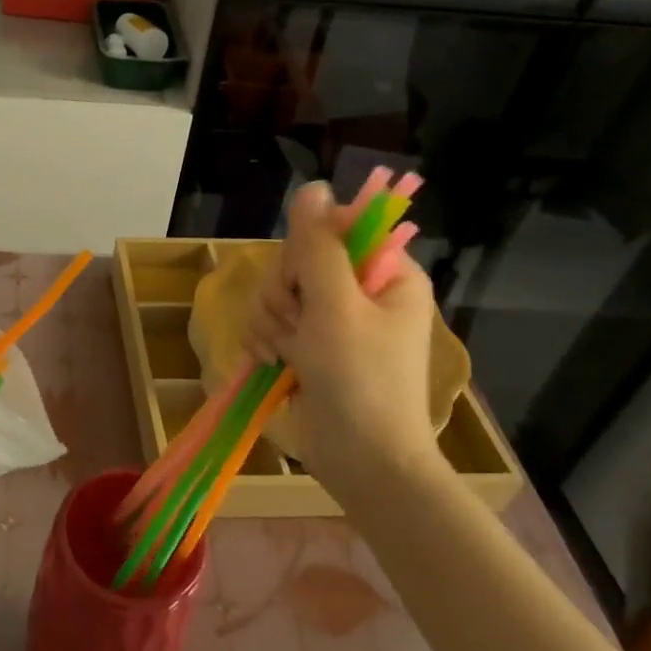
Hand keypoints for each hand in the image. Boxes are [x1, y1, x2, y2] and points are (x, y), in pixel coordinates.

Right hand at [244, 182, 438, 491]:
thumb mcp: (336, 306)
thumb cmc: (361, 381)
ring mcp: (331, 322)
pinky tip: (272, 363)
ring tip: (285, 354)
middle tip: (297, 325)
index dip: (309, 247)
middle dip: (284, 294)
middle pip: (298, 261)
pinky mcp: (307, 347)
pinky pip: (269, 322)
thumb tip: (312, 187)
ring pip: (277, 293)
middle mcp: (360, 292)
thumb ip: (318, 246)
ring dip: (270, 322)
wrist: (363, 463)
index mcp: (386, 275)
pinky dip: (264, 341)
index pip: (337, 229)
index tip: (305, 277)